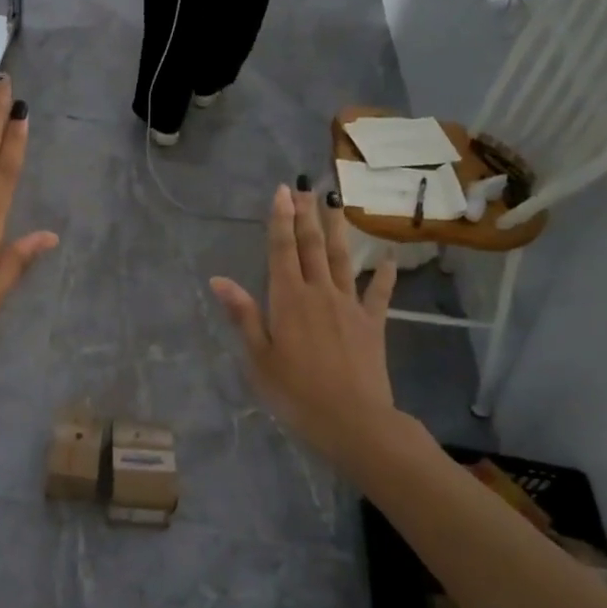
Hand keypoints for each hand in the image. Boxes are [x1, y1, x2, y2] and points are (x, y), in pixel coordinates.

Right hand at [210, 184, 427, 472]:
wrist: (353, 420)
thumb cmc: (295, 393)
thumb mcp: (258, 358)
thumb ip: (243, 315)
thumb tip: (219, 280)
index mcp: (288, 300)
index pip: (282, 250)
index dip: (280, 219)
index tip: (283, 191)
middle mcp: (319, 293)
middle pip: (312, 246)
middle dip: (307, 215)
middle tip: (306, 187)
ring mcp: (349, 306)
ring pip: (342, 260)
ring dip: (337, 230)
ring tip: (335, 204)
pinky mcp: (372, 324)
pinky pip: (378, 294)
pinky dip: (383, 275)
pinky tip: (387, 258)